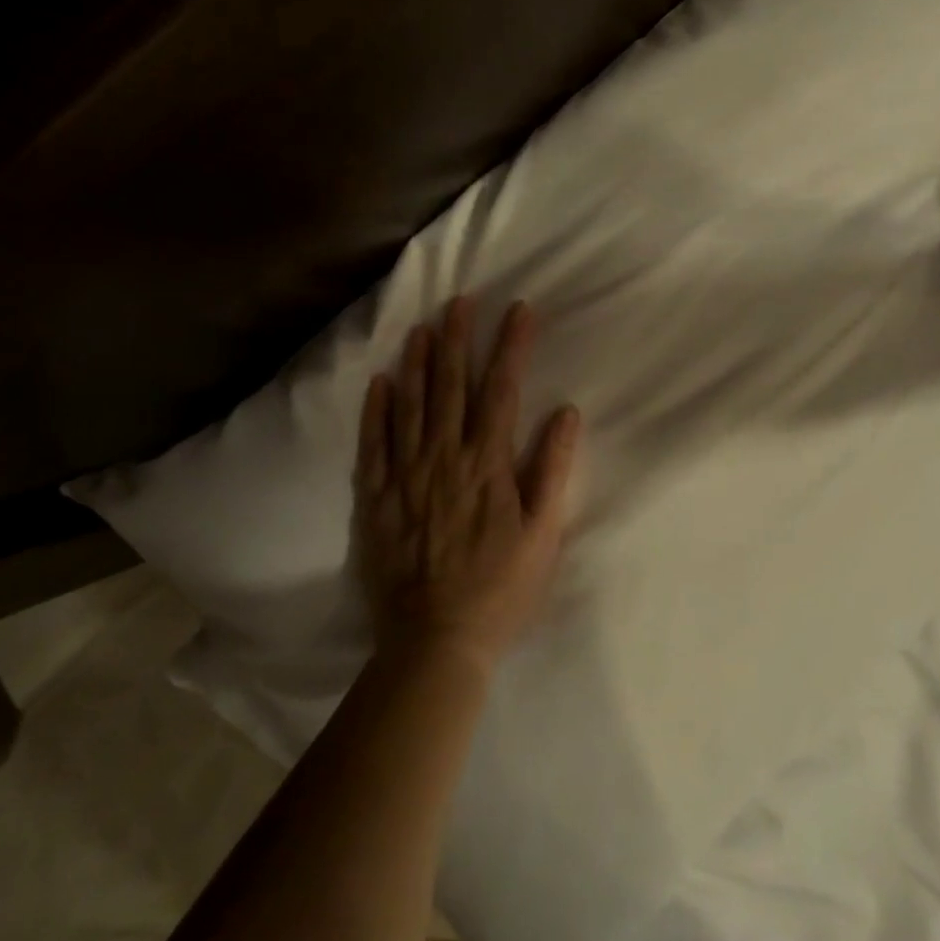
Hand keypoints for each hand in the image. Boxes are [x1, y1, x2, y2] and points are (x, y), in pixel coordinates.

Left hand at [352, 297, 582, 673]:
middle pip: (452, 386)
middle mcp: (445, 458)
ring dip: (418, 362)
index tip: (518, 309)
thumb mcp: (543, 535)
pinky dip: (376, 410)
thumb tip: (565, 412)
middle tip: (460, 301)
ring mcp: (407, 475)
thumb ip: (552, 470)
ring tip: (422, 326)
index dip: (511, 346)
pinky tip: (380, 381)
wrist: (436, 640)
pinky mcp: (377, 497)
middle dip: (458, 338)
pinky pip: (374, 444)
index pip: (501, 390)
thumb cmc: (500, 589)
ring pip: (411, 405)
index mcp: (488, 464)